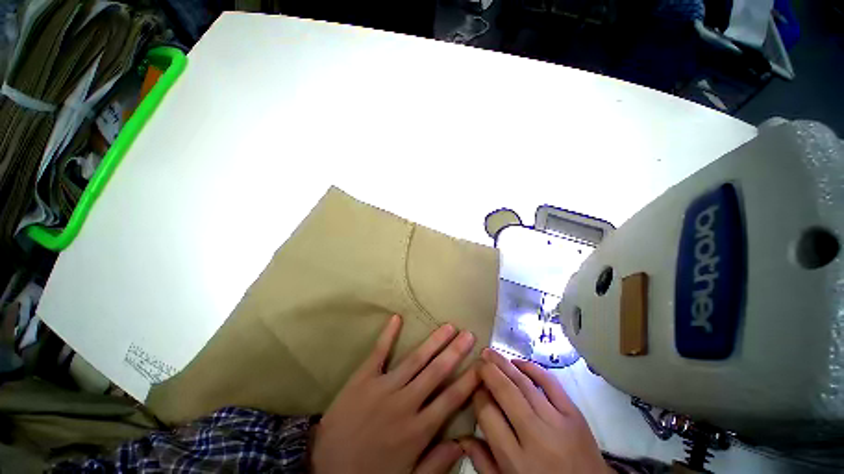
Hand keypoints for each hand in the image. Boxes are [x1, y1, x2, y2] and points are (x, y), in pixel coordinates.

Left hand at [312, 314, 479, 473]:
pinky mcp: (364, 377)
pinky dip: (388, 335)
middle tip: (469, 334)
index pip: (451, 399)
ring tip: (448, 326)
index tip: (482, 365)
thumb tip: (463, 443)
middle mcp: (405, 403)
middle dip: (455, 352)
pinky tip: (397, 318)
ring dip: (433, 342)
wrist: (323, 466)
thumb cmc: (369, 473)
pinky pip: (378, 352)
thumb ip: (436, 463)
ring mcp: (384, 386)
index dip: (469, 380)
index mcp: (418, 429)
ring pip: (415, 359)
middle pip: (436, 372)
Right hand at [461, 349, 610, 473]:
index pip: (488, 414)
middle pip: (505, 392)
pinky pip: (551, 382)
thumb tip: (462, 436)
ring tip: (490, 352)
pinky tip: (518, 361)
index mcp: (516, 460)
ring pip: (524, 383)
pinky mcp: (575, 414)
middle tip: (478, 359)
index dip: (477, 395)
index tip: (473, 388)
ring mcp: (558, 422)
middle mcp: (536, 437)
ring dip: (504, 364)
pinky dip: (533, 367)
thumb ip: (483, 463)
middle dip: (488, 371)